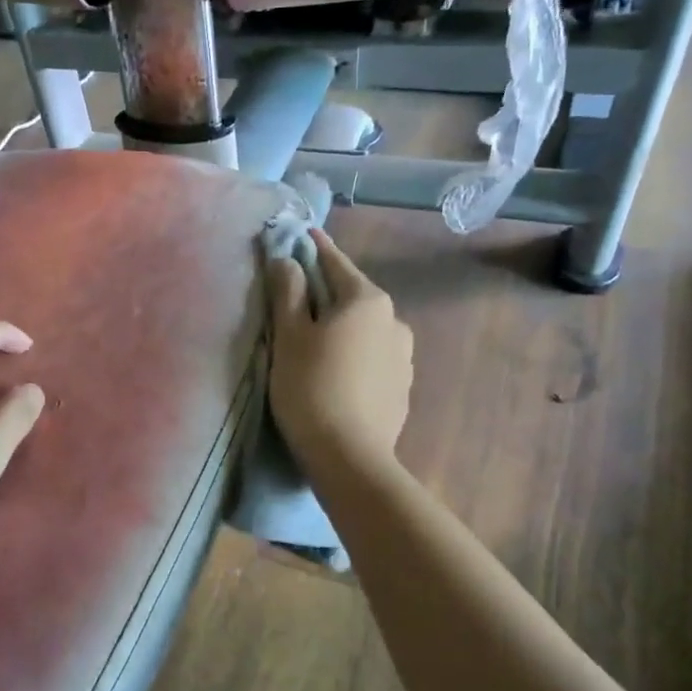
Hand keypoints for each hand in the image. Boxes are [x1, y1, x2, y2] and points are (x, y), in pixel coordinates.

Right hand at [266, 229, 413, 480]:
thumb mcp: (289, 337)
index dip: (314, 248)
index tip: (303, 233)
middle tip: (299, 295)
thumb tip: (287, 260)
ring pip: (365, 329)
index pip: (335, 263)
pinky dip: (355, 354)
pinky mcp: (403, 387)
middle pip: (352, 296)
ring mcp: (403, 356)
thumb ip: (288, 292)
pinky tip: (338, 372)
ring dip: (343, 326)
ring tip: (318, 340)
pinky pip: (373, 357)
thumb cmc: (311, 388)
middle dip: (327, 292)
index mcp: (367, 300)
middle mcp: (394, 320)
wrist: (350, 457)